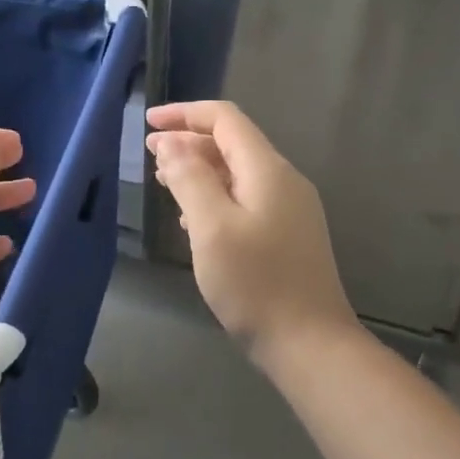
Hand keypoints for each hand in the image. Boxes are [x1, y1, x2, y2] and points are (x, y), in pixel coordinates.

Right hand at [146, 101, 357, 372]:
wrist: (311, 344)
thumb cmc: (256, 284)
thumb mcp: (212, 227)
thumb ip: (190, 178)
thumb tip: (171, 143)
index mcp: (267, 169)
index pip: (225, 119)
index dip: (185, 114)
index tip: (148, 123)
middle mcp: (283, 180)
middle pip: (232, 143)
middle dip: (189, 142)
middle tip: (150, 156)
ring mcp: (290, 208)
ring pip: (238, 172)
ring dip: (200, 169)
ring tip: (165, 181)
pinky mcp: (288, 233)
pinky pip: (246, 198)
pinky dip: (215, 195)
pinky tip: (193, 217)